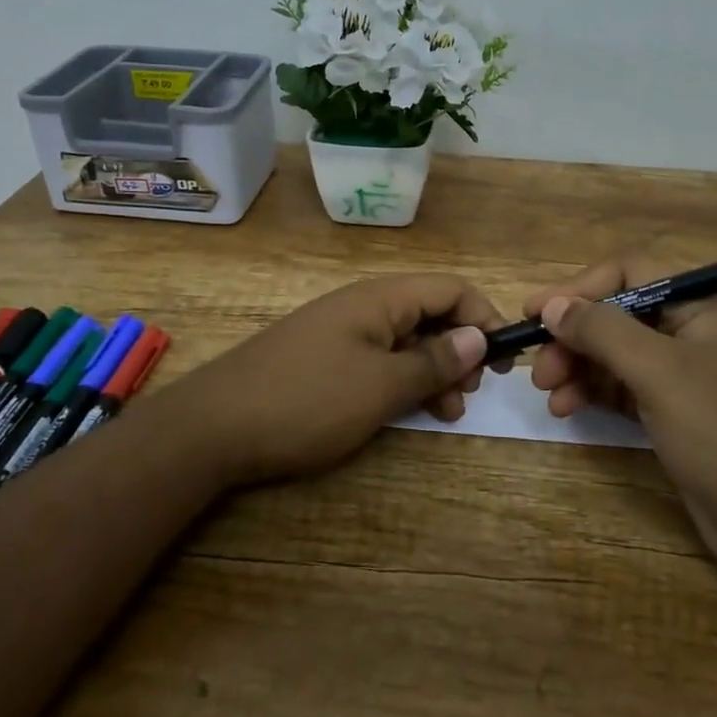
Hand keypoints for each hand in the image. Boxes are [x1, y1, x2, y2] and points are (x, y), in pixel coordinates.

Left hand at [160, 274, 506, 488]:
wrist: (213, 427)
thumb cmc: (306, 401)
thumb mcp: (380, 386)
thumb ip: (433, 361)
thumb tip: (478, 337)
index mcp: (381, 298)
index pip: (451, 289)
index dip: (484, 318)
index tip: (502, 363)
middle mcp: (364, 305)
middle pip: (430, 313)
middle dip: (460, 350)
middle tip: (470, 394)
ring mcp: (341, 332)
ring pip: (406, 340)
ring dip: (434, 371)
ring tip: (446, 412)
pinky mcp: (324, 359)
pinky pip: (378, 359)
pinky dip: (401, 381)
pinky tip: (407, 411)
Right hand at [526, 253, 716, 594]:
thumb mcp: (661, 373)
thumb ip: (603, 331)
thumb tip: (553, 305)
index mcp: (702, 306)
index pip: (629, 273)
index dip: (579, 288)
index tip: (535, 313)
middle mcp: (694, 332)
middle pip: (618, 315)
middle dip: (575, 337)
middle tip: (539, 369)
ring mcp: (687, 376)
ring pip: (617, 355)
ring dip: (579, 368)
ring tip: (549, 395)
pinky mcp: (678, 415)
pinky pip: (626, 389)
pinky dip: (596, 394)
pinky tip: (569, 410)